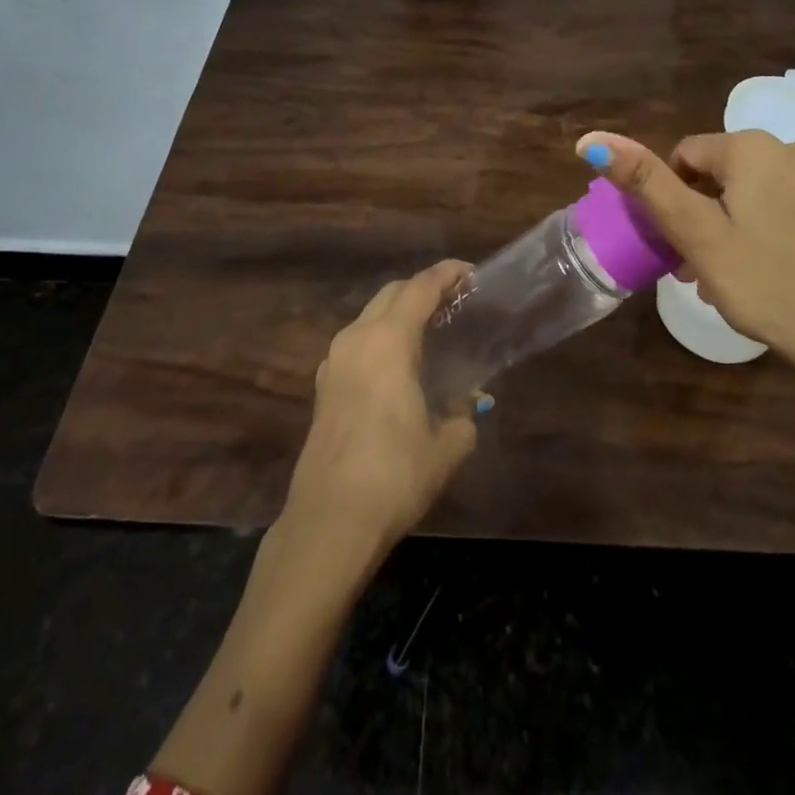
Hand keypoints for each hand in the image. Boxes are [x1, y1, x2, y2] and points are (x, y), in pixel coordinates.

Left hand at [284, 260, 478, 554]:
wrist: (330, 521)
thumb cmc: (394, 475)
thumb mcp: (446, 446)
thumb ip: (463, 416)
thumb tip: (468, 406)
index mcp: (388, 341)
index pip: (421, 287)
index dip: (447, 274)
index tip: (471, 273)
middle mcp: (357, 339)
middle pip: (392, 293)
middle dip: (423, 288)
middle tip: (454, 302)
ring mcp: (334, 361)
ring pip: (370, 316)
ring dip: (399, 313)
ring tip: (429, 332)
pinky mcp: (324, 386)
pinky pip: (357, 343)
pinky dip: (380, 338)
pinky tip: (397, 366)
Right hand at [578, 129, 794, 402]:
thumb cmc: (766, 283)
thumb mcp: (695, 235)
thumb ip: (645, 182)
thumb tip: (591, 139)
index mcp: (753, 149)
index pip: (687, 154)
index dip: (673, 197)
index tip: (678, 244)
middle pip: (729, 175)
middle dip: (708, 214)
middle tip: (704, 270)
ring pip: (769, 194)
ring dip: (746, 224)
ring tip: (744, 280)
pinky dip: (790, 234)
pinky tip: (793, 275)